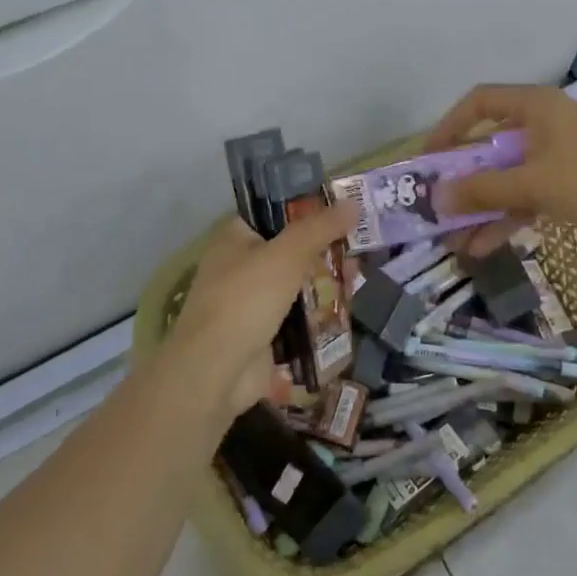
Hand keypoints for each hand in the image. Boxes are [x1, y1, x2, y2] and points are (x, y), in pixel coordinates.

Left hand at [165, 201, 358, 422]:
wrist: (215, 373)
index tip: (344, 208)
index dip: (310, 208)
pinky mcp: (264, 332)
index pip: (276, 211)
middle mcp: (241, 264)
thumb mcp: (287, 254)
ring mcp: (252, 301)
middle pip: (292, 248)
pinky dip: (320, 311)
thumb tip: (353, 202)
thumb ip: (321, 227)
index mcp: (236, 236)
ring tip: (360, 276)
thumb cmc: (246, 299)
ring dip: (327, 280)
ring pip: (298, 282)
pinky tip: (348, 305)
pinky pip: (299, 314)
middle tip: (361, 244)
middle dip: (326, 248)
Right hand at [425, 84, 576, 250]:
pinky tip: (484, 245)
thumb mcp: (531, 183)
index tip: (429, 159)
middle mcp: (542, 123)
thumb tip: (436, 198)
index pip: (478, 103)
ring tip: (455, 238)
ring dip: (483, 205)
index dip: (449, 127)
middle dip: (464, 179)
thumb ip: (482, 190)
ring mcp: (557, 152)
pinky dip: (507, 214)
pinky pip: (527, 193)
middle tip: (438, 205)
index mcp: (533, 105)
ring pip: (508, 175)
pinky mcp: (570, 180)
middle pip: (490, 145)